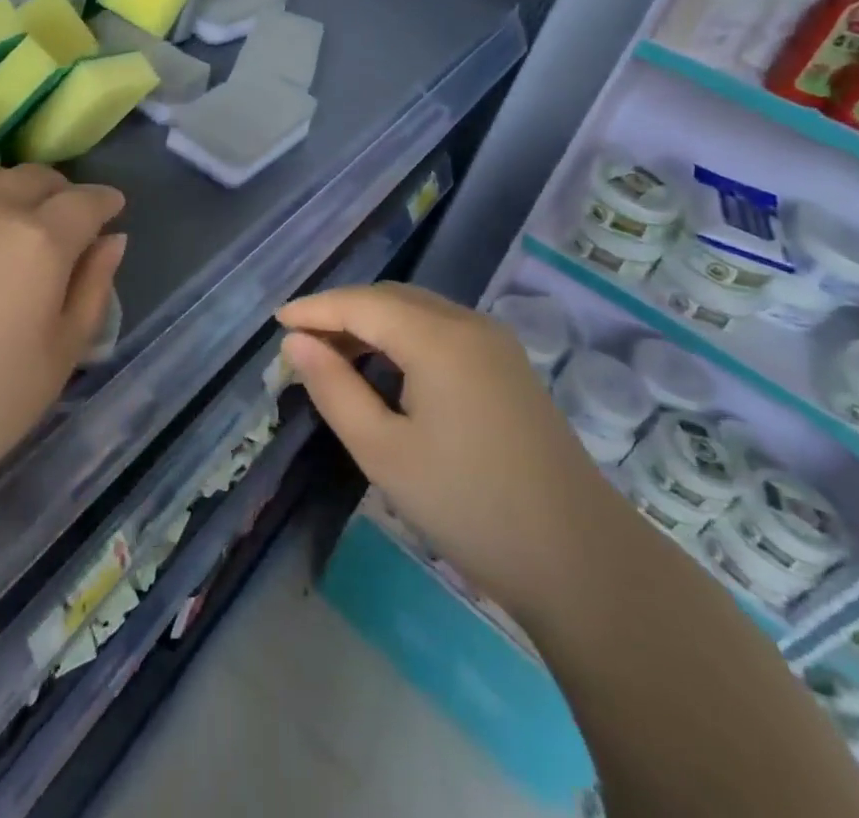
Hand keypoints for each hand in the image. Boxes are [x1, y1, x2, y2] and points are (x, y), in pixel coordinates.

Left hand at [0, 165, 125, 513]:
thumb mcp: (62, 354)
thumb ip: (93, 287)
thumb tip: (112, 239)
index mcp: (39, 240)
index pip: (85, 201)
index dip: (104, 202)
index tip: (111, 209)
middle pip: (34, 177)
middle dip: (59, 192)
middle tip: (63, 219)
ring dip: (9, 190)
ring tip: (8, 220)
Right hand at [280, 283, 618, 616]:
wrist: (582, 560)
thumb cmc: (469, 505)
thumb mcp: (383, 451)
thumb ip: (334, 388)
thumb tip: (296, 344)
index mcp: (438, 338)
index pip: (361, 303)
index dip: (315, 308)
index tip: (276, 323)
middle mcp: (468, 323)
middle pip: (390, 298)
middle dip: (341, 313)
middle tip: (300, 345)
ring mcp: (495, 343)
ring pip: (416, 311)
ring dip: (371, 324)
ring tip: (333, 356)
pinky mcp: (508, 366)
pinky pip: (440, 330)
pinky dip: (402, 337)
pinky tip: (385, 370)